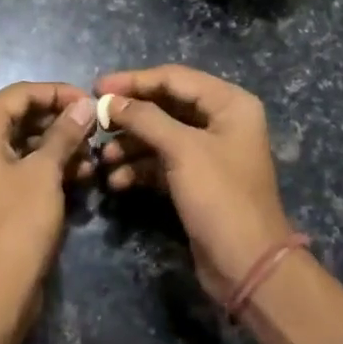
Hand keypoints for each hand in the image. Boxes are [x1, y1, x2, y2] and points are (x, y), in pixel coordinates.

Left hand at [0, 82, 95, 341]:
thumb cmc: (16, 225)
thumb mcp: (45, 173)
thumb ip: (64, 133)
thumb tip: (84, 104)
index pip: (20, 93)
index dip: (59, 93)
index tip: (93, 103)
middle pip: (20, 117)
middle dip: (60, 123)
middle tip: (96, 132)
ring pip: (22, 144)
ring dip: (58, 148)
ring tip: (92, 160)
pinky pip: (19, 169)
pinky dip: (46, 169)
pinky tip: (79, 178)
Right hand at [95, 65, 294, 301]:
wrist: (247, 266)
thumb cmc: (220, 196)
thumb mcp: (181, 150)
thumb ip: (144, 118)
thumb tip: (109, 100)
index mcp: (229, 103)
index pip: (174, 78)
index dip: (134, 80)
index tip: (97, 87)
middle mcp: (221, 120)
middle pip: (165, 105)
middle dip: (130, 115)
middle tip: (95, 120)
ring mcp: (208, 151)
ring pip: (160, 135)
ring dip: (130, 144)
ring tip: (103, 157)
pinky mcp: (196, 179)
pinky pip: (161, 162)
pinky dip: (139, 168)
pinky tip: (116, 180)